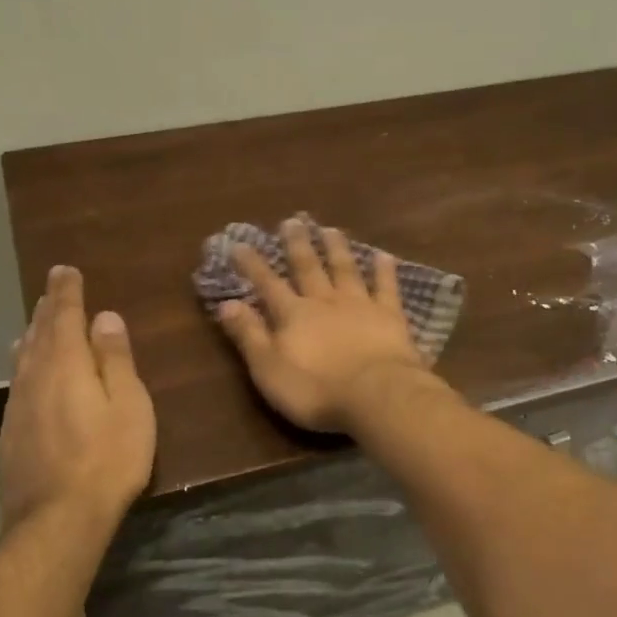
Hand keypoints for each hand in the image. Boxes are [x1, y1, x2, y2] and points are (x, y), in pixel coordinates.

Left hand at [0, 265, 155, 531]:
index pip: (64, 315)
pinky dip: (25, 364)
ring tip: (36, 322)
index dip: (65, 291)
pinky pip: (18, 382)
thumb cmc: (107, 459)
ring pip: (23, 357)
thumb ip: (115, 359)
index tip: (64, 270)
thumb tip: (105, 318)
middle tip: (52, 289)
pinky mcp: (11, 432)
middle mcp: (34, 377)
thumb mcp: (128, 405)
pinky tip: (26, 371)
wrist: (56, 520)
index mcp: (66, 364)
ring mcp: (18, 406)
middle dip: (47, 308)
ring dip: (32, 334)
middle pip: (39, 333)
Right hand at [215, 219, 428, 433]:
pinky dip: (384, 270)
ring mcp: (359, 305)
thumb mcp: (268, 369)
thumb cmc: (315, 389)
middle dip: (297, 245)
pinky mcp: (390, 316)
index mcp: (293, 315)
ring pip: (345, 269)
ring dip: (336, 249)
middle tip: (292, 221)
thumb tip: (226, 303)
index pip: (267, 284)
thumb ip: (248, 335)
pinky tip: (383, 255)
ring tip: (330, 229)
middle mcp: (324, 301)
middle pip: (308, 268)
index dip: (252, 264)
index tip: (240, 243)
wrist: (376, 395)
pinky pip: (386, 287)